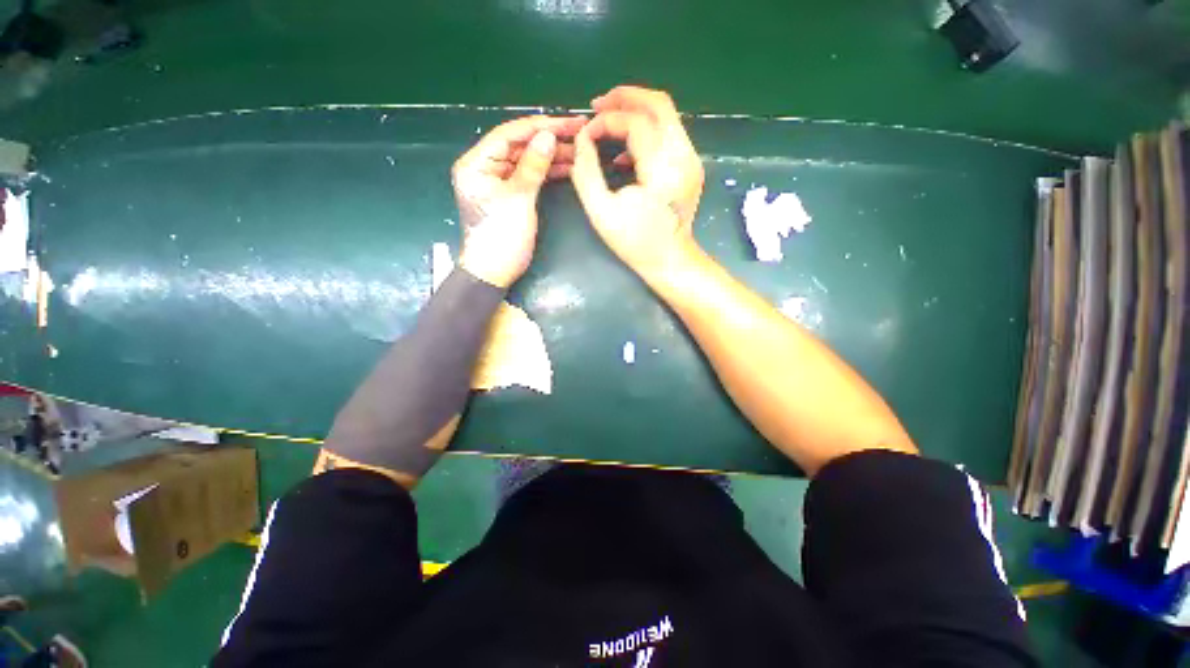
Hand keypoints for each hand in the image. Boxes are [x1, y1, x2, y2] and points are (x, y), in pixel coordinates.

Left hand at [453, 115, 586, 287]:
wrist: (495, 272)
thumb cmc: (501, 237)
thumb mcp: (518, 200)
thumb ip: (532, 167)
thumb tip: (548, 135)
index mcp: (476, 164)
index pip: (508, 135)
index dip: (538, 126)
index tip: (566, 122)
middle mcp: (485, 167)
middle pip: (519, 145)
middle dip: (548, 139)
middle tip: (578, 132)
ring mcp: (498, 181)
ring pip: (527, 160)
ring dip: (551, 155)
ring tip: (578, 150)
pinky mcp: (511, 194)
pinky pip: (530, 176)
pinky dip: (547, 172)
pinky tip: (567, 166)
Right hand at [570, 86, 704, 280]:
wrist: (670, 261)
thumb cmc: (635, 242)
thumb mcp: (601, 211)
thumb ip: (586, 172)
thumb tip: (582, 140)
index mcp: (662, 169)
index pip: (635, 123)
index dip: (606, 122)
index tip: (586, 135)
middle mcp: (683, 156)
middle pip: (659, 104)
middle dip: (625, 98)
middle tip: (598, 106)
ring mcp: (691, 159)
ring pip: (666, 116)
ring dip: (635, 112)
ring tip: (607, 123)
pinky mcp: (691, 165)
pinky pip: (669, 134)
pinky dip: (646, 132)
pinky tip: (625, 152)